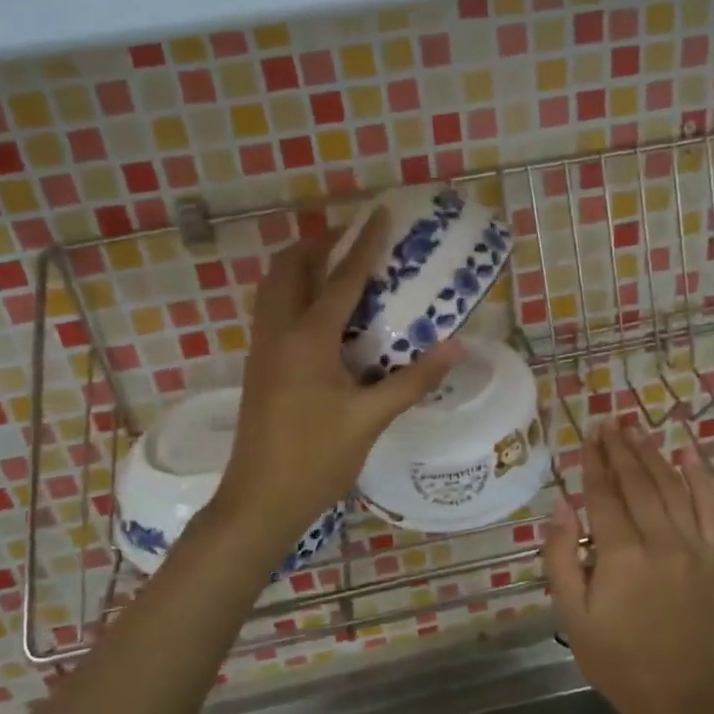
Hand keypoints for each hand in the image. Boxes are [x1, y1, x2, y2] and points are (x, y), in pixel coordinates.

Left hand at [212, 211, 455, 553]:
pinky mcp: (258, 367)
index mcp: (307, 339)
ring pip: (273, 287)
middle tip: (353, 239)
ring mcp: (262, 349)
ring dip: (301, 266)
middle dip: (319, 244)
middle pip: (290, 268)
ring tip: (336, 266)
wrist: (259, 500)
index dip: (365, 244)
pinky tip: (321, 314)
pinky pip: (272, 310)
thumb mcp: (370, 419)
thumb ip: (412, 380)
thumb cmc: (316, 459)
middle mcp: (278, 332)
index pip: (341, 279)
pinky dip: (293, 293)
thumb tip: (455, 348)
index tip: (381, 212)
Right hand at [542, 421, 713, 713]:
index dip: (593, 463)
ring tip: (636, 430)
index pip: (604, 495)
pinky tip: (689, 453)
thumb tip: (561, 505)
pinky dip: (700, 478)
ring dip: (652, 455)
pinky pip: (712, 508)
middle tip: (609, 422)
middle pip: (638, 483)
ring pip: (671, 488)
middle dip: (620, 449)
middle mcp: (661, 541)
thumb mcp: (573, 616)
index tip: (587, 436)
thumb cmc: (618, 660)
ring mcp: (695, 547)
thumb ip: (561, 558)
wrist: (682, 700)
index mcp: (621, 556)